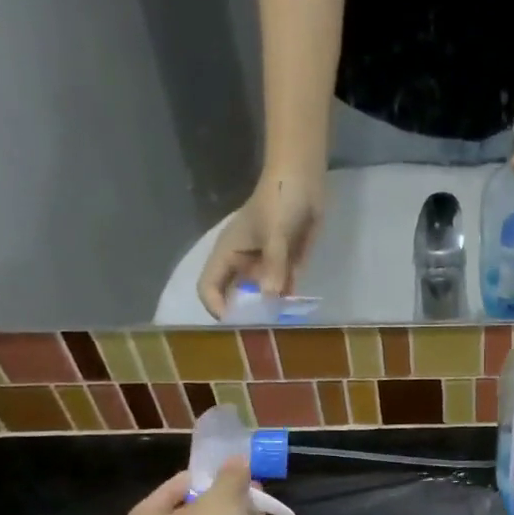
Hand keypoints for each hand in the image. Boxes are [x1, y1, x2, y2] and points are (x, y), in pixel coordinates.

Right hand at [198, 172, 323, 316]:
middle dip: (244, 315)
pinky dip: (285, 302)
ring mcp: (265, 266)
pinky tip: (294, 316)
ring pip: (260, 297)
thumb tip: (270, 297)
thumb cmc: (280, 200)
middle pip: (234, 297)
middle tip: (260, 334)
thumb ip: (274, 264)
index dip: (216, 306)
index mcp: (228, 253)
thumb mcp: (276, 232)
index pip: (208, 287)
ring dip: (267, 312)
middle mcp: (243, 263)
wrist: (304, 180)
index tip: (235, 323)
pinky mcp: (285, 265)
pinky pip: (282, 290)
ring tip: (278, 330)